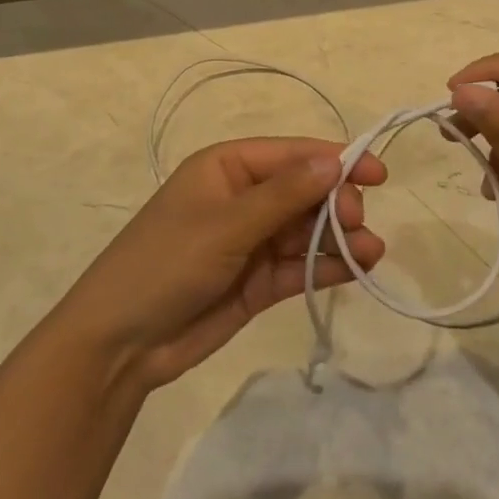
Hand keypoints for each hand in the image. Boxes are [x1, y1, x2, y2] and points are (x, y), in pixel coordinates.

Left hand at [57, 139, 386, 391]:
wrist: (120, 344)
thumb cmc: (166, 263)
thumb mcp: (225, 224)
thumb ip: (284, 195)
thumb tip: (335, 161)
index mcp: (227, 167)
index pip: (291, 154)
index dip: (335, 159)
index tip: (377, 174)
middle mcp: (243, 198)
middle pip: (304, 191)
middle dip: (336, 203)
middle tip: (356, 223)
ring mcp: (251, 241)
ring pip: (306, 230)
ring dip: (339, 237)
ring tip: (370, 252)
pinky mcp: (257, 281)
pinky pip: (299, 266)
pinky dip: (326, 266)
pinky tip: (356, 269)